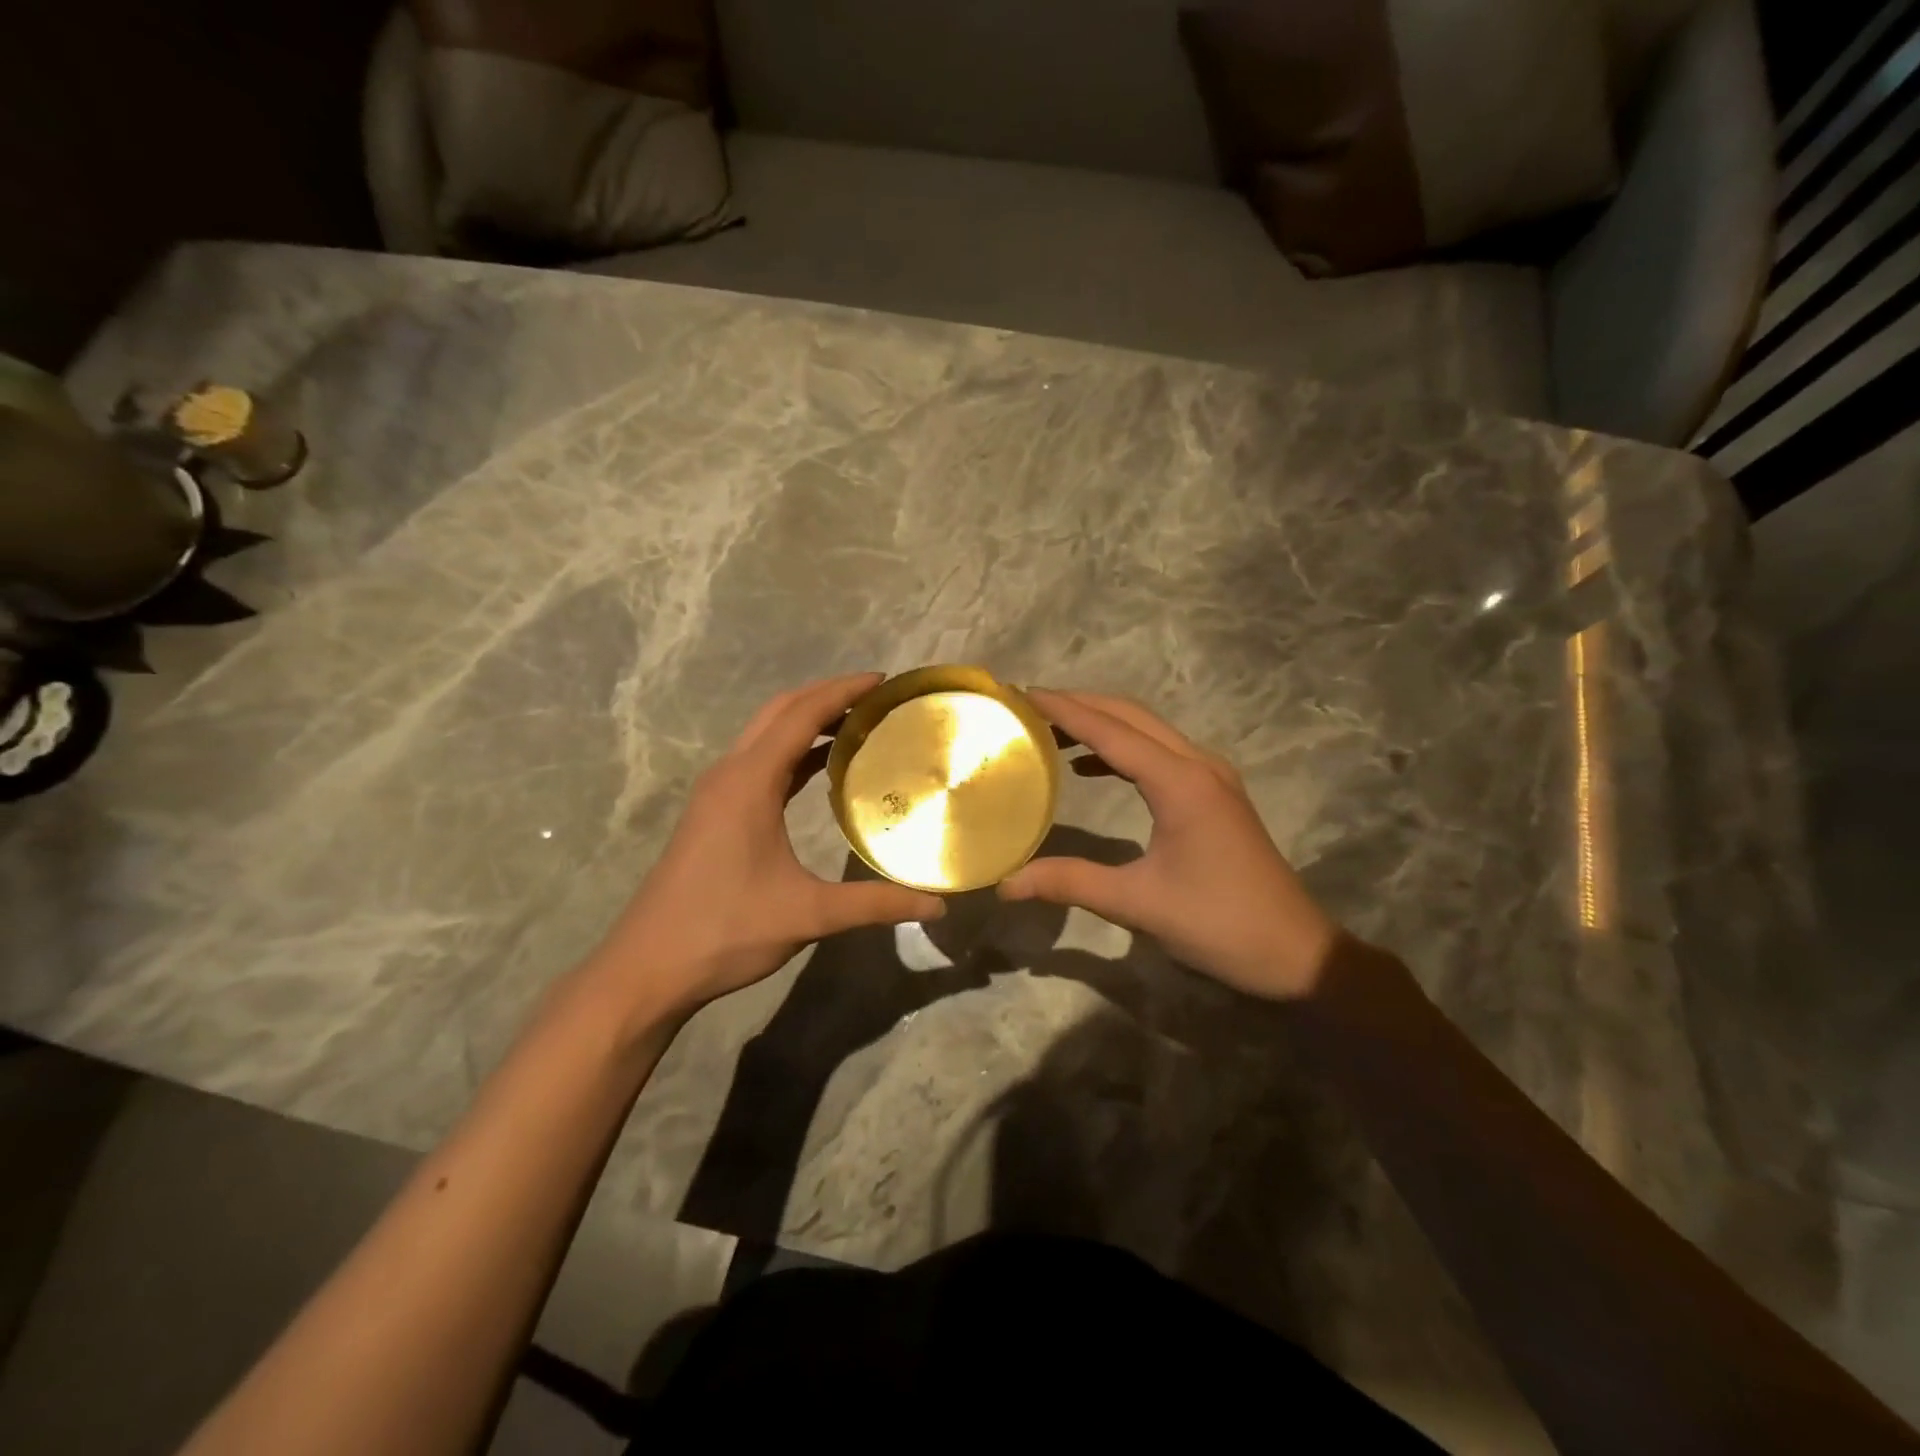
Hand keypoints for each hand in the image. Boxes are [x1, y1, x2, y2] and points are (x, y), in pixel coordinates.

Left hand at [594, 674, 945, 1017]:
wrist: (648, 966)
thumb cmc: (726, 930)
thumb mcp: (808, 915)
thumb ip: (875, 904)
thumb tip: (938, 905)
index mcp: (749, 782)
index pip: (802, 715)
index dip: (843, 691)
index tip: (883, 680)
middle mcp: (729, 774)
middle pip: (780, 712)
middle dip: (826, 695)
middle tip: (875, 699)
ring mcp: (716, 792)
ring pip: (765, 735)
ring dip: (807, 721)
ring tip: (856, 725)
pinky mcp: (712, 812)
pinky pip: (758, 761)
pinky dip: (792, 750)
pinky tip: (820, 769)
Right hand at [999, 690, 1338, 999]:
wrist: (1295, 952)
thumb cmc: (1219, 924)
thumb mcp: (1138, 904)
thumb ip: (1070, 883)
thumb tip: (1006, 883)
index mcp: (1180, 783)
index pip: (1111, 731)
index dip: (1064, 710)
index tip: (1022, 694)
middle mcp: (1198, 765)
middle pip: (1131, 716)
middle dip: (1080, 704)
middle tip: (1029, 706)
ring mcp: (1211, 777)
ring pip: (1148, 730)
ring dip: (1101, 723)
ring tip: (1051, 731)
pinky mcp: (1215, 795)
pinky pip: (1160, 753)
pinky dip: (1121, 749)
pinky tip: (1091, 767)